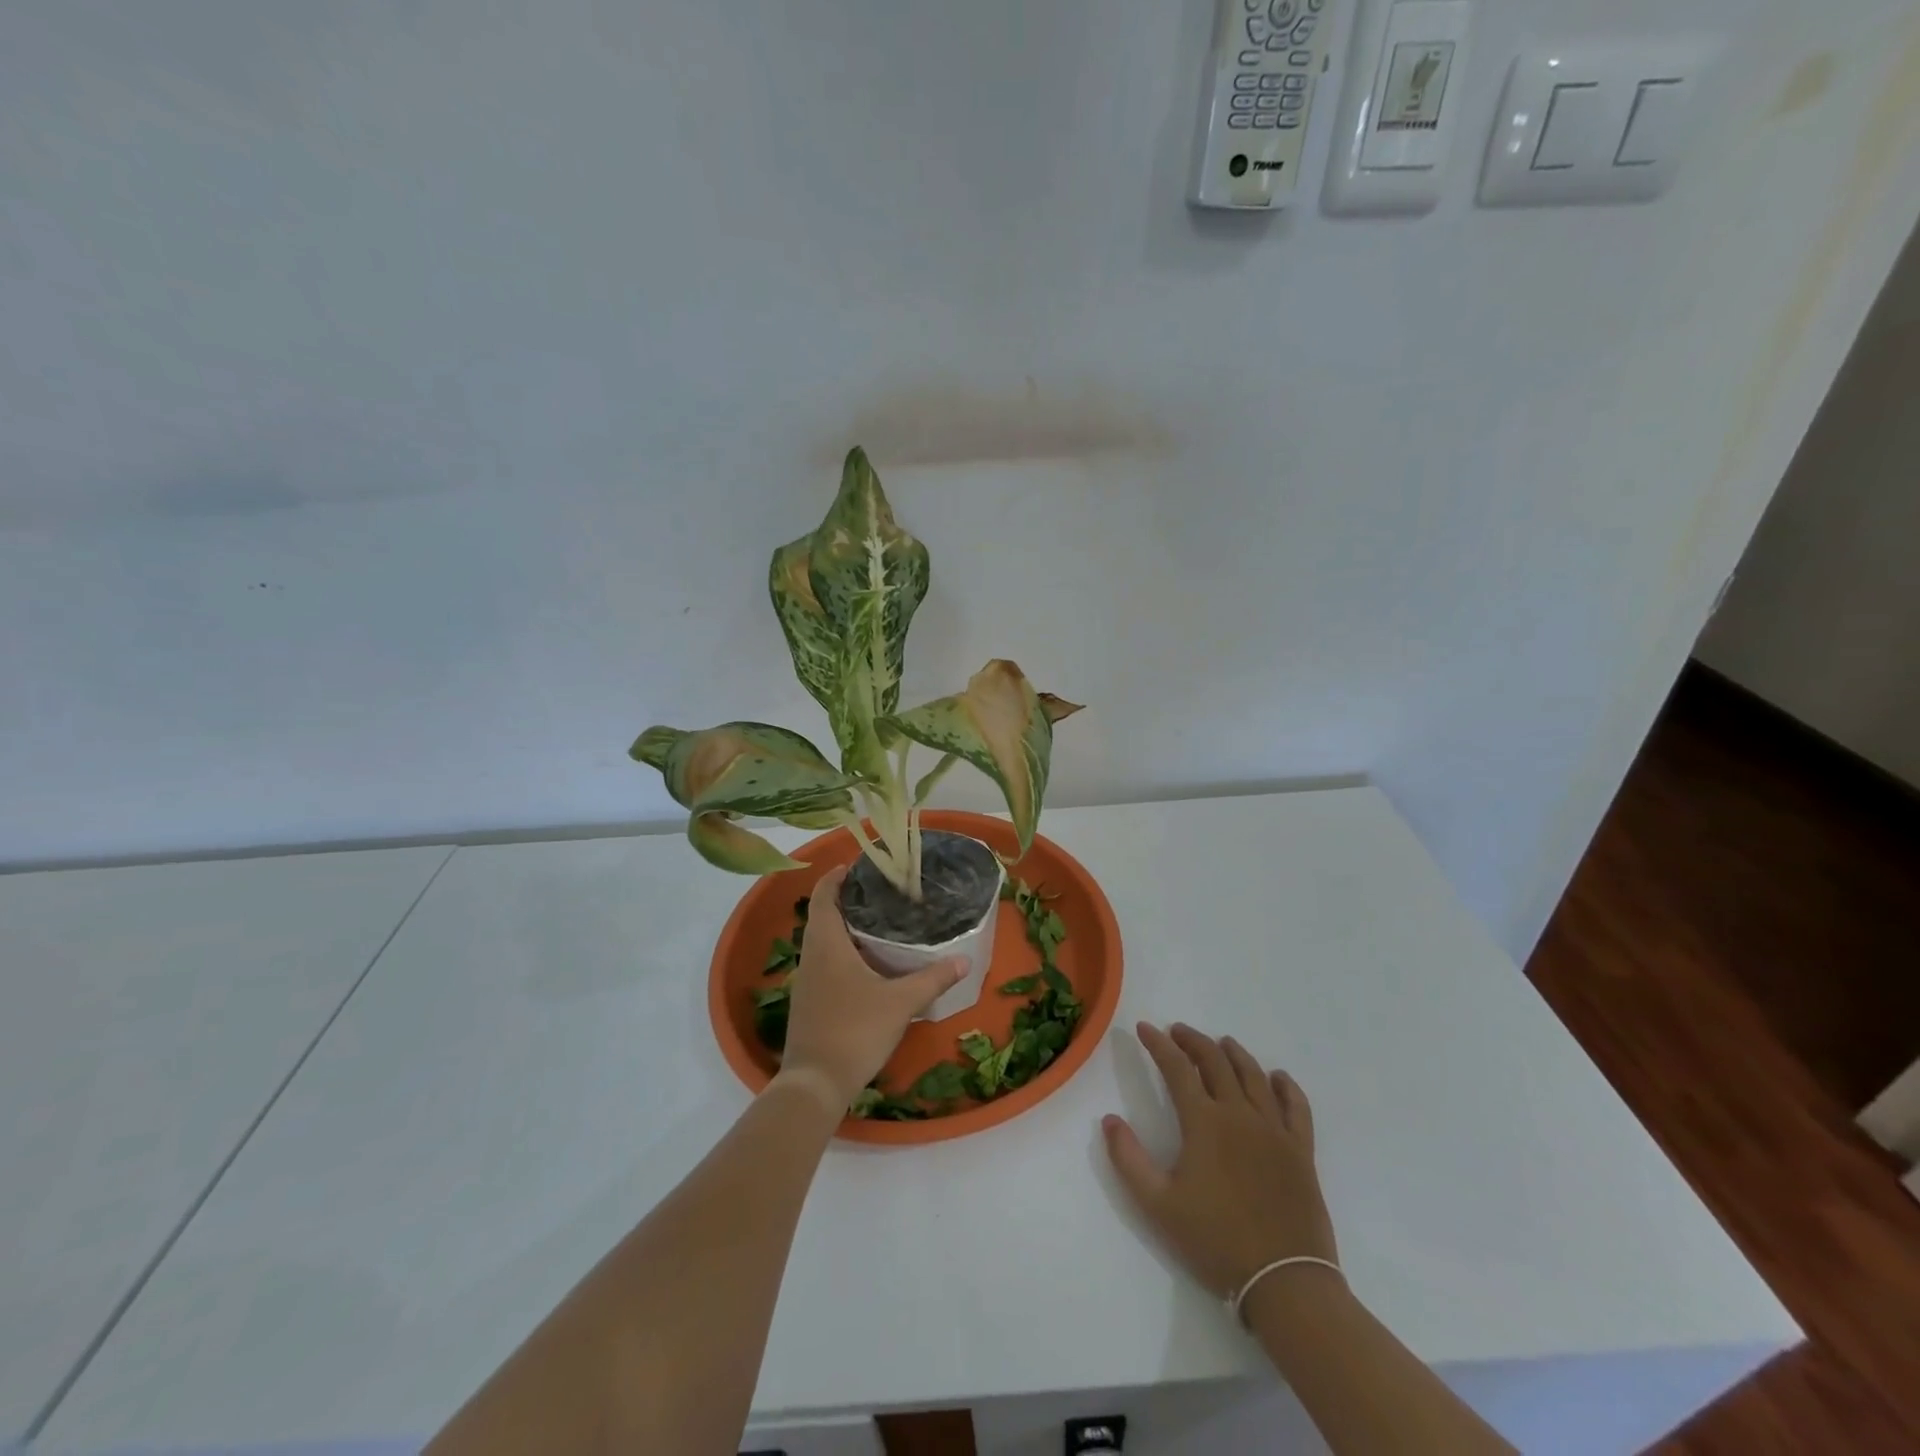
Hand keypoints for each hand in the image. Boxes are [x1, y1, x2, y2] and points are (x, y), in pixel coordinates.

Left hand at [776, 866, 966, 1112]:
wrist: (815, 1083)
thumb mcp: (900, 1002)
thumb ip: (933, 979)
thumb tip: (964, 960)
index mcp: (826, 943)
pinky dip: (843, 952)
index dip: (835, 877)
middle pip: (823, 915)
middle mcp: (812, 956)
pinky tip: (869, 964)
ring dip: (845, 928)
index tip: (856, 865)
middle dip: (847, 900)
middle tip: (880, 892)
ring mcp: (808, 980)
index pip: (823, 896)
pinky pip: (825, 962)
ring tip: (880, 922)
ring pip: (824, 941)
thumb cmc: (855, 1030)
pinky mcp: (811, 1001)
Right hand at [1102, 1022, 1337, 1300]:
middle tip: (1177, 1031)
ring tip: (1221, 1043)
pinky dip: (1287, 1086)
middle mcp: (1240, 1114)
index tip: (1144, 1028)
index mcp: (1204, 1122)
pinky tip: (1278, 1077)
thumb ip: (1129, 1159)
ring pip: (1254, 1076)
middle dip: (1192, 1041)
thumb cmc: (1216, 1241)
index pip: (1176, 1068)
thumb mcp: (1158, 1205)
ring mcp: (1275, 1130)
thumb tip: (1109, 1119)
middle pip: (1215, 1061)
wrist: (1284, 1282)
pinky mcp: (1301, 1151)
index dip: (1158, 1044)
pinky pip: (1297, 1107)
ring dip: (1234, 1053)